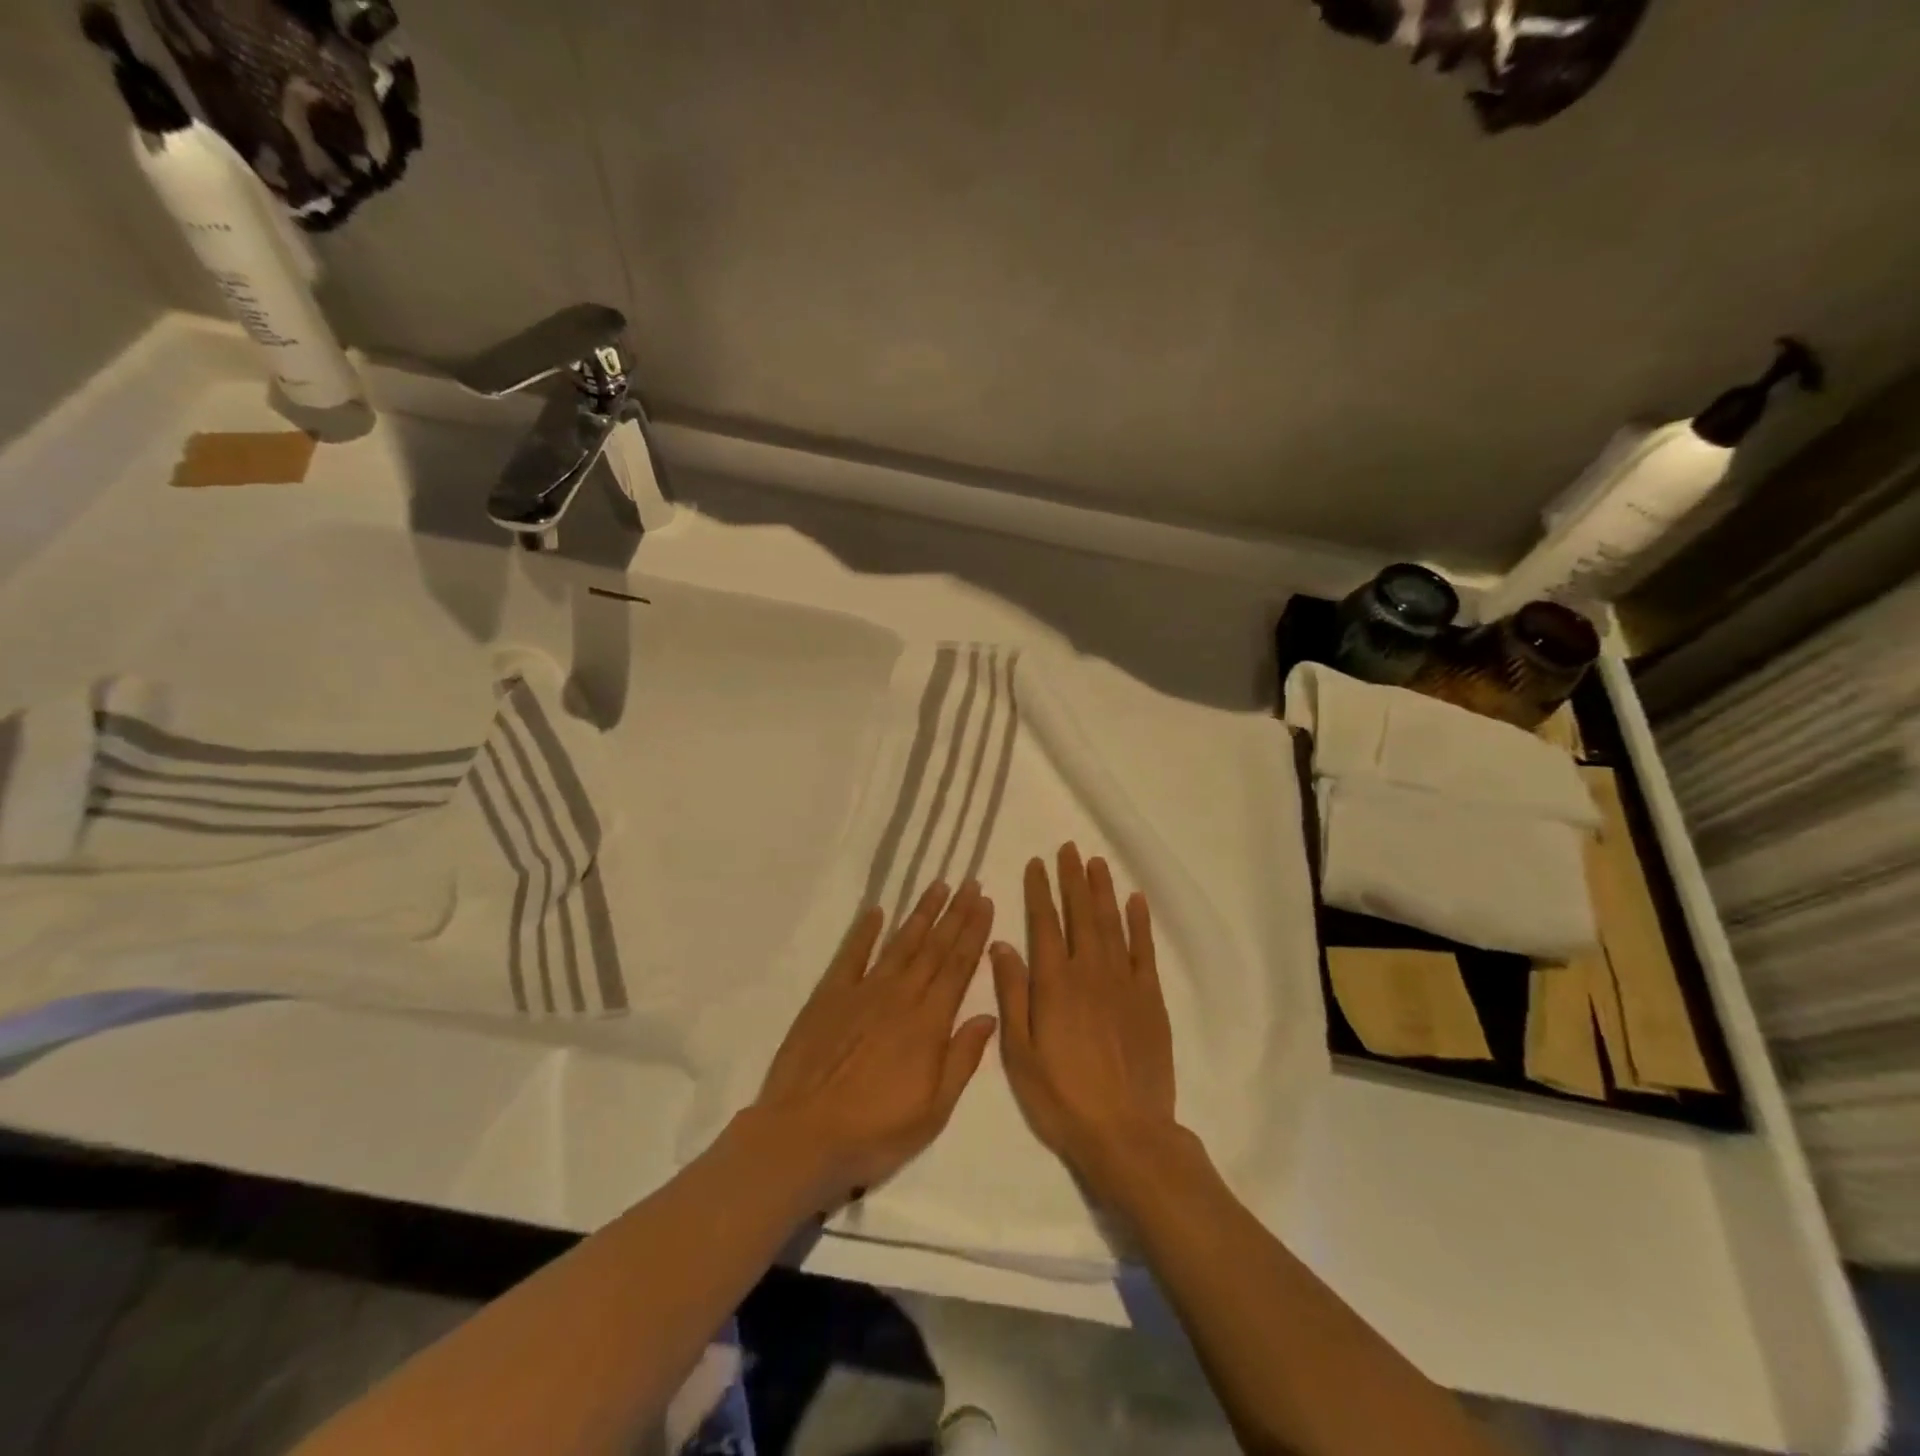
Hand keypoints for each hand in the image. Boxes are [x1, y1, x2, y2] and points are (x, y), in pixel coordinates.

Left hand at [753, 882, 997, 1210]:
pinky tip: (876, 911)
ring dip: (920, 914)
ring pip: (899, 943)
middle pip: (933, 947)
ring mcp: (862, 992)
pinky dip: (864, 931)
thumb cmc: (874, 1132)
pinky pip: (851, 955)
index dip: (973, 933)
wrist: (802, 1136)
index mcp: (928, 1023)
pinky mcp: (829, 996)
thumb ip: (962, 1059)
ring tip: (938, 886)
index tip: (986, 902)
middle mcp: (899, 996)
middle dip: (955, 913)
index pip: (958, 967)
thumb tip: (989, 1015)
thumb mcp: (933, 1112)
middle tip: (971, 882)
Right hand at [990, 844, 1179, 1180]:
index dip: (1040, 891)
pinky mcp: (1150, 999)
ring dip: (1103, 891)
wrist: (1126, 1133)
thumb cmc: (1062, 1097)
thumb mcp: (1020, 1053)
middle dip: (1073, 879)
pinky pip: (1145, 951)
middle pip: (1080, 914)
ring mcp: (1124, 983)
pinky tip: (1136, 901)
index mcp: (1054, 984)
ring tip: (1097, 863)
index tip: (1037, 863)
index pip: (1044, 924)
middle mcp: (1089, 972)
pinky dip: (1140, 923)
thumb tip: (1001, 944)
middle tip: (1070, 849)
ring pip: (1112, 924)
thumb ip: (1012, 994)